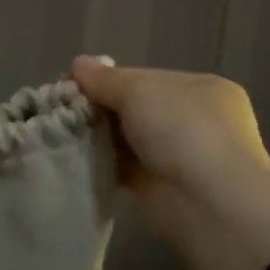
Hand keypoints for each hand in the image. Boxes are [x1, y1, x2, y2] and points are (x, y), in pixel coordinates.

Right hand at [70, 56, 269, 269]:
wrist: (211, 205)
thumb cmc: (183, 132)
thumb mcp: (140, 91)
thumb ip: (105, 79)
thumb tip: (77, 64)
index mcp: (200, 89)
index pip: (143, 78)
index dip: (105, 79)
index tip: (68, 84)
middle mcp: (192, 120)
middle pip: (132, 108)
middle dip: (96, 107)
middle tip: (57, 110)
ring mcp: (177, 156)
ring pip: (125, 139)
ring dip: (95, 136)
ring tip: (58, 133)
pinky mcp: (159, 188)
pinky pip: (122, 168)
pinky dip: (100, 163)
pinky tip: (72, 157)